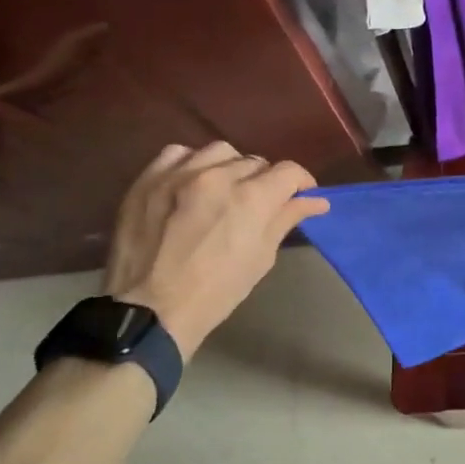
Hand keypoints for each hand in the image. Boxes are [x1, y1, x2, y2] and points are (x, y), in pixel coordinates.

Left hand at [102, 142, 329, 359]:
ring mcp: (179, 174)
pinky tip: (190, 182)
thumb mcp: (261, 257)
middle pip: (255, 162)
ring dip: (230, 167)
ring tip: (224, 189)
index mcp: (252, 198)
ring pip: (220, 152)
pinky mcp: (148, 179)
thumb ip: (286, 219)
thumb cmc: (216, 292)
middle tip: (258, 204)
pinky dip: (191, 163)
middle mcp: (219, 176)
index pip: (289, 171)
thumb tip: (316, 200)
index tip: (301, 195)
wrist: (149, 311)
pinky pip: (178, 153)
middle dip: (264, 180)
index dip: (301, 182)